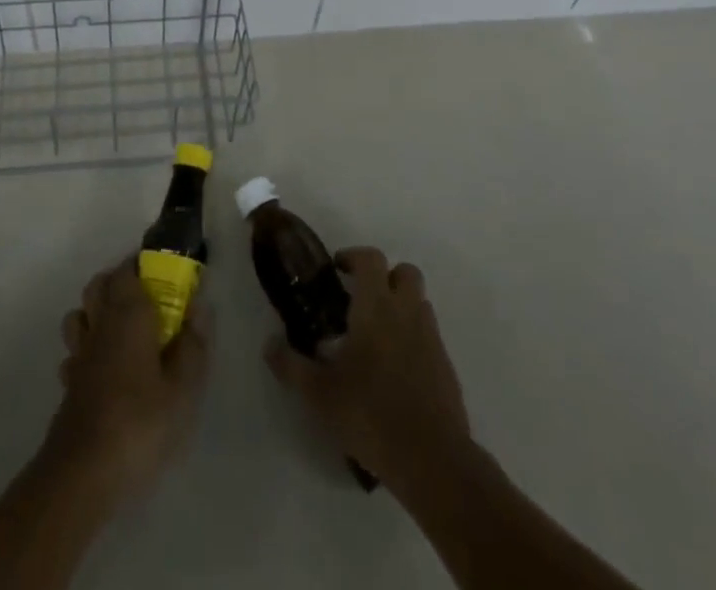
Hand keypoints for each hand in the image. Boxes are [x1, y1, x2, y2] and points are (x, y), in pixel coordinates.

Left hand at [47, 258, 211, 497]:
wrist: (83, 473)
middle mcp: (100, 324)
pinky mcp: (68, 383)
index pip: (128, 269)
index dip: (143, 264)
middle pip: (99, 284)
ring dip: (96, 310)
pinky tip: (102, 367)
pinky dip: (87, 348)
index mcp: (128, 314)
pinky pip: (74, 351)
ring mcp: (79, 354)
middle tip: (148, 296)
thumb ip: (193, 345)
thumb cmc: (140, 423)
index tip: (164, 269)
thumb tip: (199, 307)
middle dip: (119, 281)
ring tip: (122, 327)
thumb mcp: (183, 390)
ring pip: (81, 313)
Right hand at [264, 246, 469, 488]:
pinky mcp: (446, 366)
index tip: (338, 269)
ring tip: (378, 332)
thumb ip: (291, 365)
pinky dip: (414, 337)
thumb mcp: (319, 394)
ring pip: (420, 302)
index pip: (371, 259)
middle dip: (385, 276)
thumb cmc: (370, 414)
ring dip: (401, 304)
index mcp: (376, 307)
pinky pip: (429, 335)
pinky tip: (396, 367)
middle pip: (404, 271)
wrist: (432, 459)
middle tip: (362, 296)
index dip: (354, 256)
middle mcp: (406, 312)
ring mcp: (431, 338)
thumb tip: (269, 344)